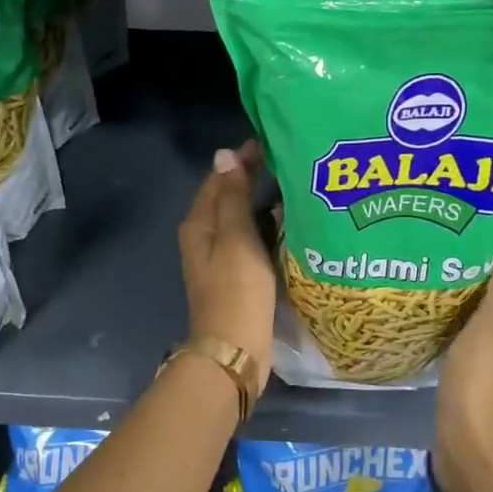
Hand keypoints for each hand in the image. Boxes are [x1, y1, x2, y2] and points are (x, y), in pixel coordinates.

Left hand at [177, 141, 276, 373]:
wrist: (234, 349)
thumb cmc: (236, 289)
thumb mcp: (236, 237)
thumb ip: (232, 196)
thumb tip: (225, 154)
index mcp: (199, 223)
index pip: (218, 178)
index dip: (241, 160)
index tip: (271, 142)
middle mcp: (203, 236)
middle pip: (227, 197)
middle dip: (252, 178)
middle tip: (289, 161)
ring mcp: (219, 258)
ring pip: (239, 219)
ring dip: (260, 203)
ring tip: (294, 187)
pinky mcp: (235, 275)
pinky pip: (250, 240)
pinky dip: (265, 228)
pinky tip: (289, 224)